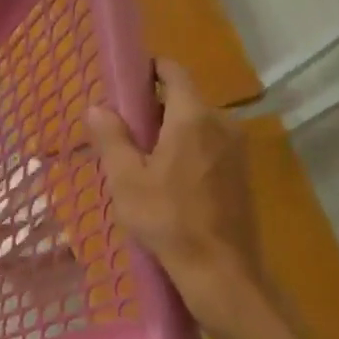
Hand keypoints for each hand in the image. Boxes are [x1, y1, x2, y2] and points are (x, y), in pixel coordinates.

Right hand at [86, 61, 272, 338]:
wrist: (219, 268)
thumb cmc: (166, 219)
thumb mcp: (125, 179)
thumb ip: (111, 138)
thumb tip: (96, 107)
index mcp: (192, 117)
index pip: (174, 72)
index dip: (149, 70)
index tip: (125, 83)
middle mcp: (222, 123)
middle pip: (183, 101)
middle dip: (153, 110)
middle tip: (122, 137)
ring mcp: (237, 149)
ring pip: (196, 127)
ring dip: (169, 135)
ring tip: (140, 166)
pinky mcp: (242, 173)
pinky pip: (208, 148)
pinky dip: (186, 154)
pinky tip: (168, 185)